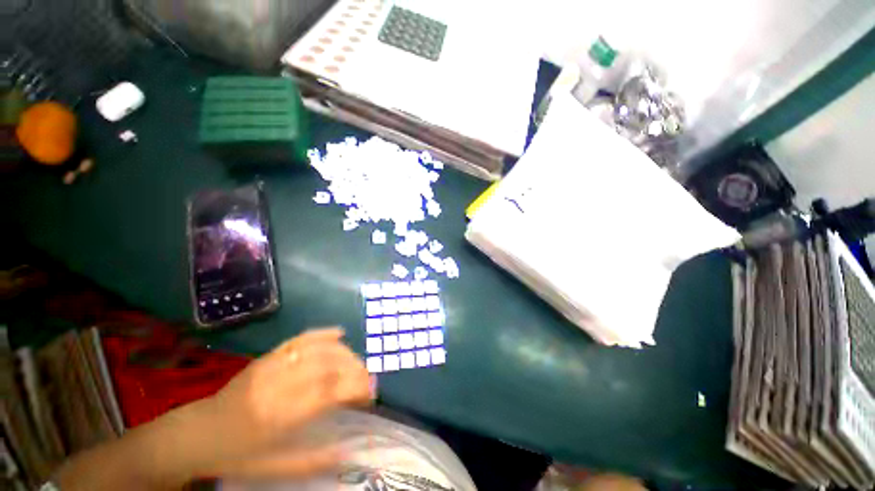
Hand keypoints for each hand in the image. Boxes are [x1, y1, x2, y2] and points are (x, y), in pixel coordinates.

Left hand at [193, 328, 374, 479]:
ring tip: (357, 364)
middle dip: (356, 369)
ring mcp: (273, 365)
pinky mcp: (269, 355)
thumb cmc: (236, 455)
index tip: (371, 394)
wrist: (197, 433)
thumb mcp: (272, 469)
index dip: (357, 388)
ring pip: (320, 349)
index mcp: (280, 416)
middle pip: (330, 366)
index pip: (331, 392)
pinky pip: (301, 338)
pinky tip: (339, 334)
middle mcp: (280, 384)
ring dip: (346, 353)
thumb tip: (349, 452)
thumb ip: (312, 462)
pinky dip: (323, 333)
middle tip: (368, 379)